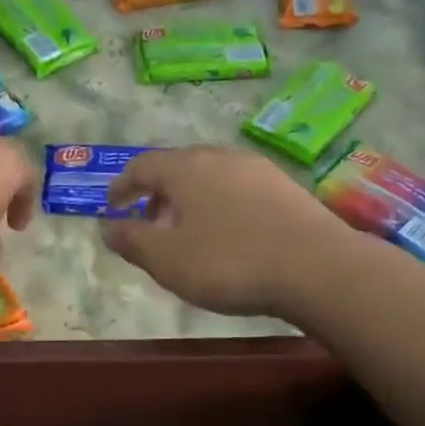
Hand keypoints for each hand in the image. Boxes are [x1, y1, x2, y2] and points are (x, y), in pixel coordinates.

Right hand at [102, 146, 343, 315]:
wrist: (317, 268)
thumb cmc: (229, 262)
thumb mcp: (167, 260)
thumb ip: (132, 241)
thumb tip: (107, 227)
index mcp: (186, 168)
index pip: (142, 166)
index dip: (122, 186)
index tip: (112, 206)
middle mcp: (221, 157)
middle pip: (179, 167)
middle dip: (158, 194)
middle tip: (149, 223)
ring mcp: (258, 170)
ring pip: (211, 177)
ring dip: (190, 200)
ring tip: (188, 233)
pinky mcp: (286, 187)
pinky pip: (238, 190)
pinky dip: (220, 206)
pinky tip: (228, 235)